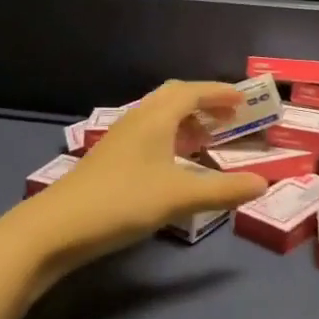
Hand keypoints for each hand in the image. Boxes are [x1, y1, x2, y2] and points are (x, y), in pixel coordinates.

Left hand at [22, 81, 268, 267]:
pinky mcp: (110, 158)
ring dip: (186, 120)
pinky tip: (175, 163)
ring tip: (207, 140)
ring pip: (159, 116)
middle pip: (174, 97)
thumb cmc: (122, 201)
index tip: (243, 101)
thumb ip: (223, 190)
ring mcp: (120, 138)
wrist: (56, 227)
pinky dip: (170, 137)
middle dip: (203, 102)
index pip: (192, 91)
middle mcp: (138, 119)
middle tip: (228, 118)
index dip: (219, 93)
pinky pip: (149, 133)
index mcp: (156, 117)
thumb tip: (262, 183)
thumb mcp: (179, 197)